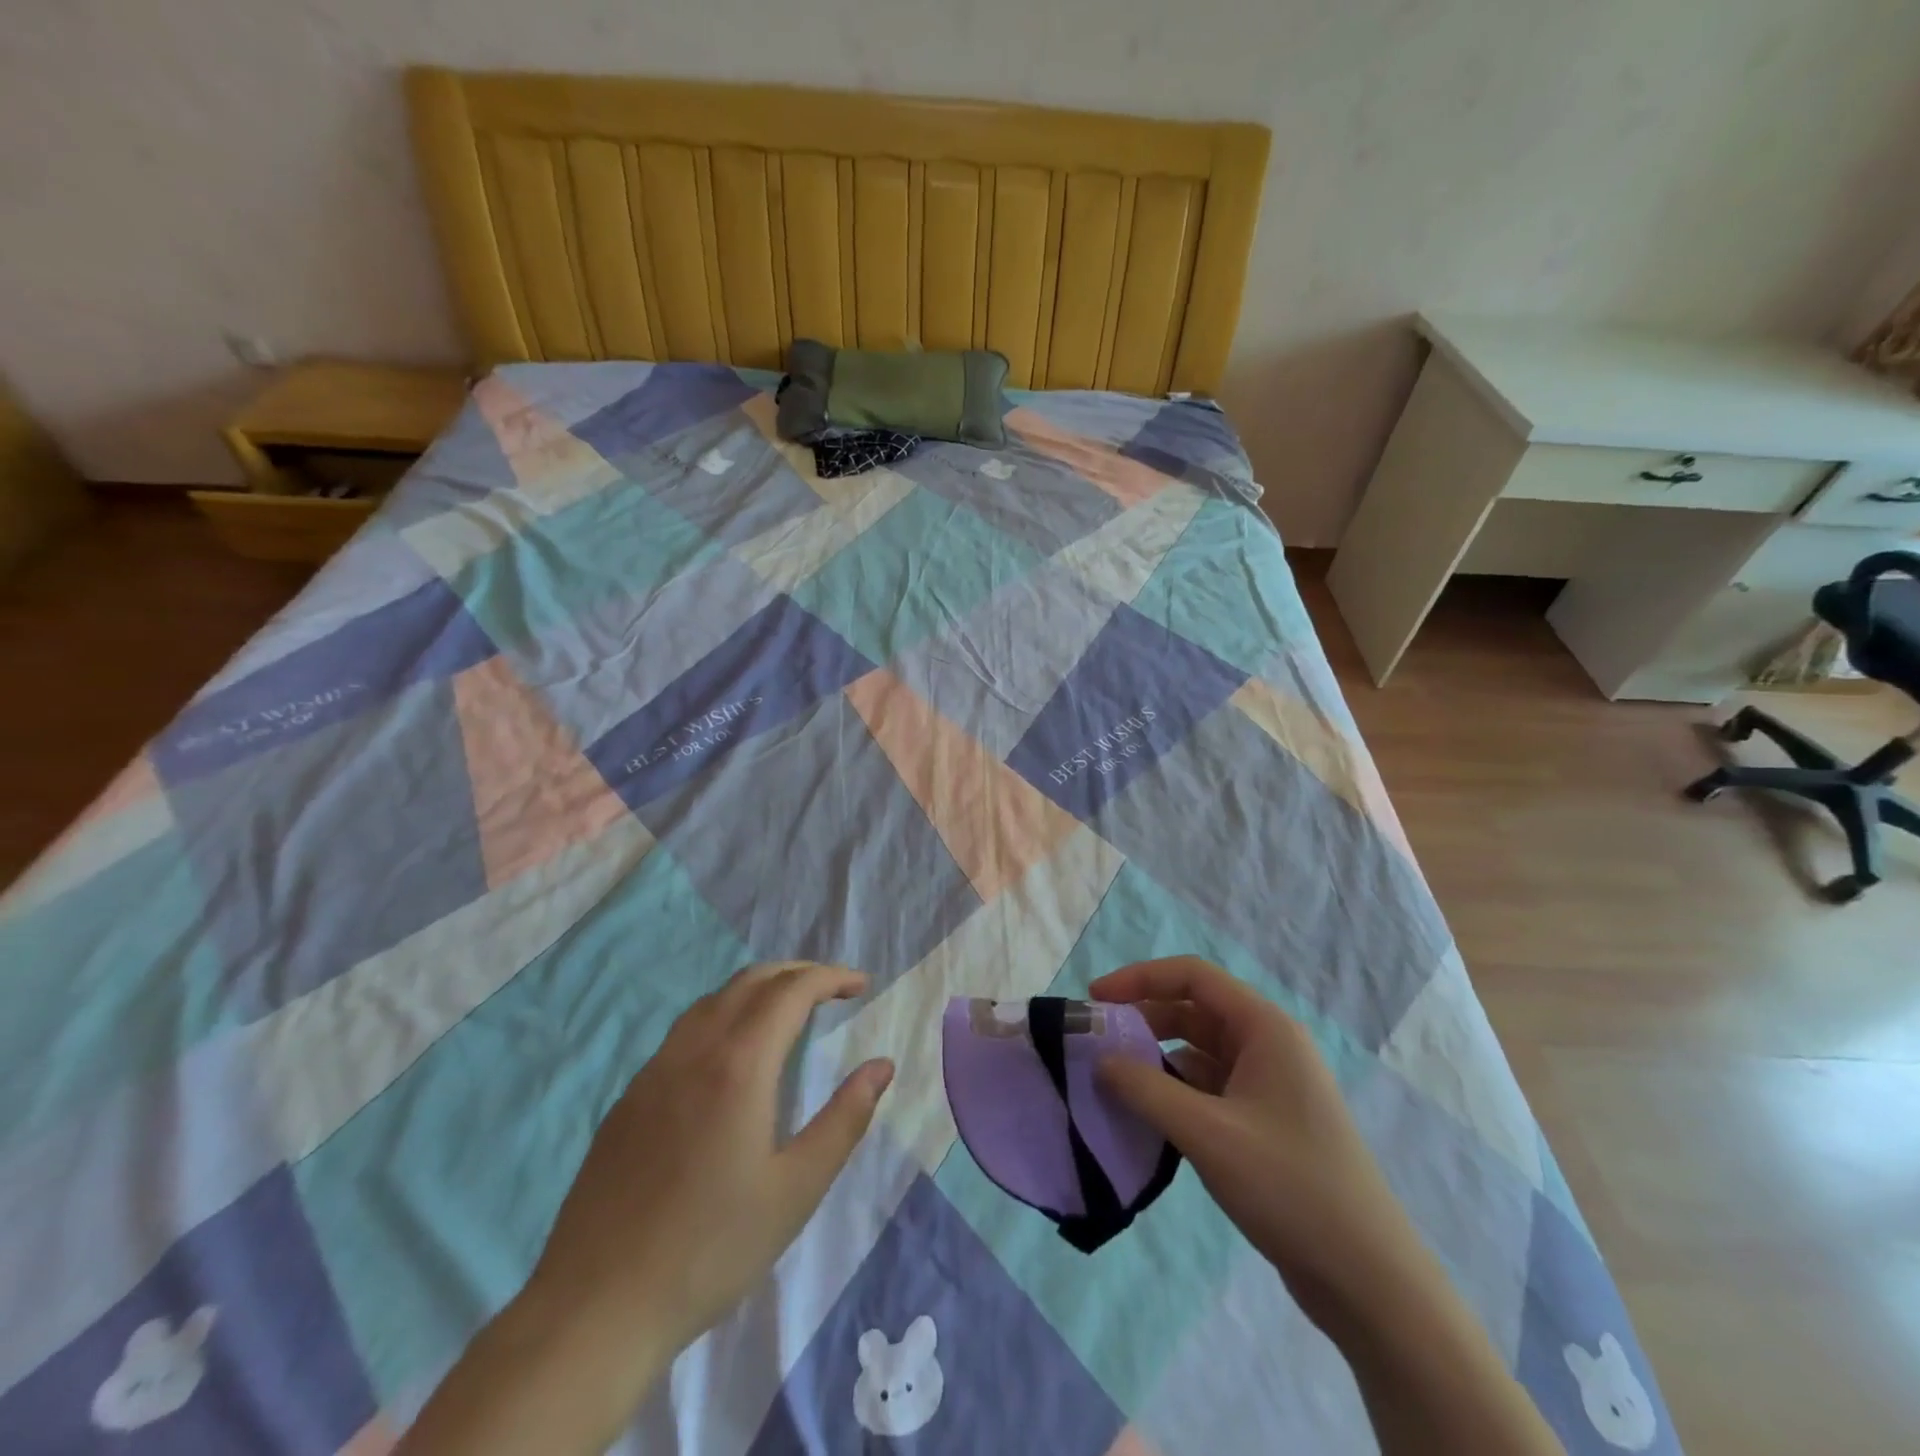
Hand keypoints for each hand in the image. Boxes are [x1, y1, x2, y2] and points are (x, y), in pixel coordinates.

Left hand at [532, 961, 894, 1358]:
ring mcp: (653, 1072)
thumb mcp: (796, 1190)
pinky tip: (731, 1056)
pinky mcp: (629, 1099)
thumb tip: (881, 1066)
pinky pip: (684, 1032)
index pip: (791, 992)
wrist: (595, 1310)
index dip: (830, 977)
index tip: (861, 985)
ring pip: (712, 1001)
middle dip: (797, 972)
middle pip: (750, 981)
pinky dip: (723, 1016)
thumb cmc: (710, 1251)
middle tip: (833, 989)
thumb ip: (845, 1119)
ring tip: (788, 1010)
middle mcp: (694, 1051)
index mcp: (739, 1066)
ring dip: (758, 989)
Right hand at [1090, 957, 1420, 1319]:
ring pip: (1200, 1050)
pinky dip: (1175, 1090)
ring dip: (1157, 1057)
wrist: (1368, 1280)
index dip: (1140, 978)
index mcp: (1265, 1028)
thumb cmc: (1290, 1187)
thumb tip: (1100, 1061)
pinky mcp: (1266, 1121)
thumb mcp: (1207, 1134)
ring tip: (1114, 1078)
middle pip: (1194, 1009)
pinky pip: (1209, 1086)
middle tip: (1099, 1042)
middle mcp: (1268, 1044)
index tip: (1096, 998)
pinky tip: (1147, 1113)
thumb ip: (1146, 1090)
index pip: (1192, 976)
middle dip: (1144, 1018)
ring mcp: (1269, 1084)